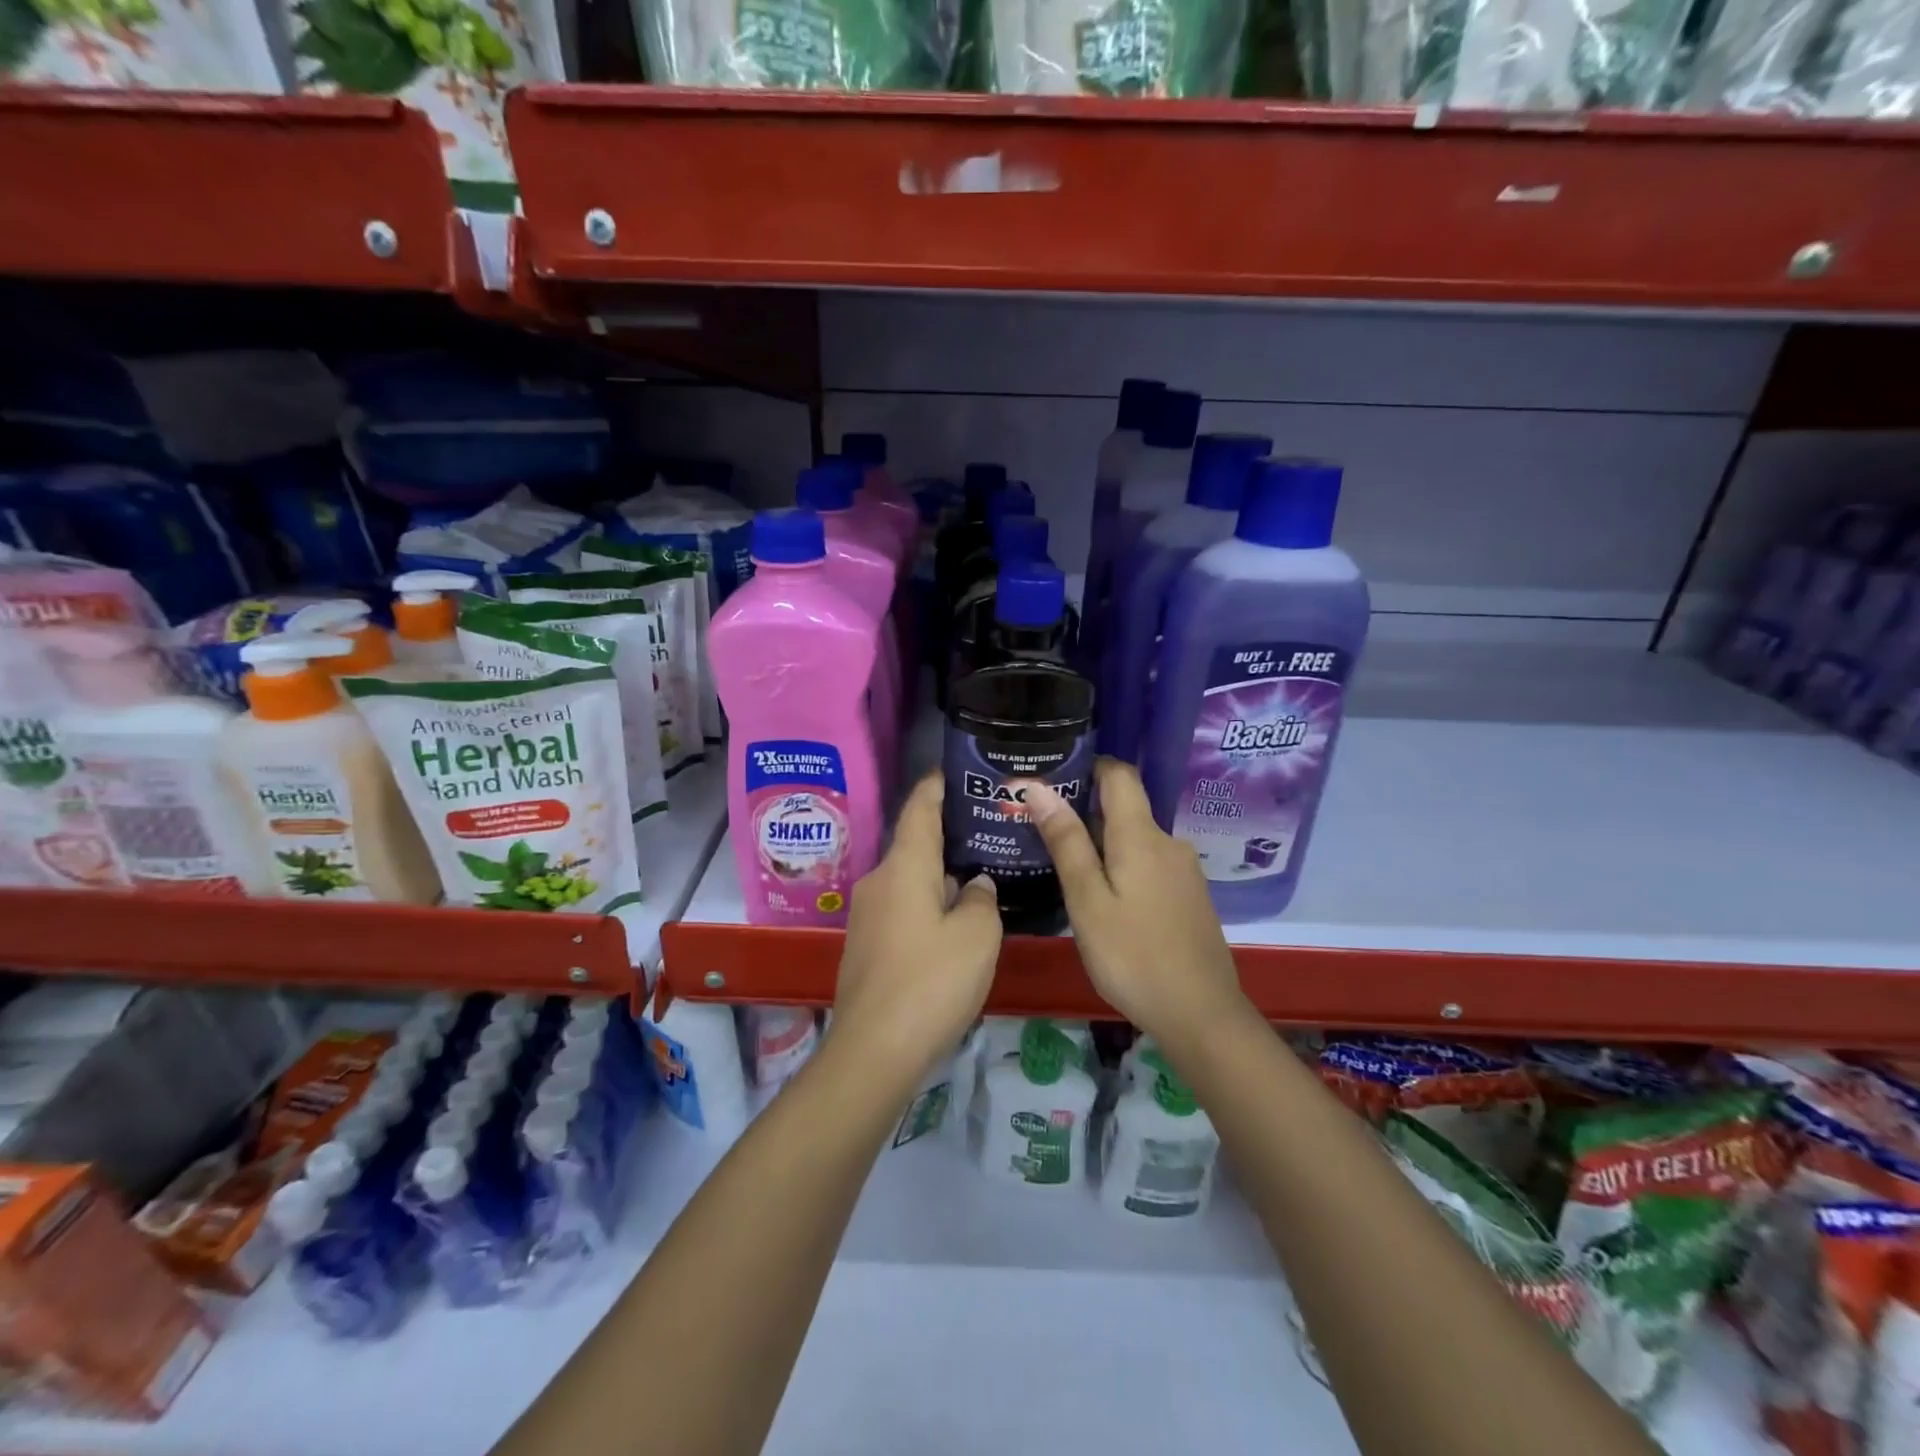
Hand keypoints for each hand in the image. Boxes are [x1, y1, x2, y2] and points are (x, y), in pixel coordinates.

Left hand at [832, 771, 1000, 1089]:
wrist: (874, 1051)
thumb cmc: (931, 982)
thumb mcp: (977, 936)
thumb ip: (982, 901)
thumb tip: (976, 886)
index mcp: (904, 867)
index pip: (919, 810)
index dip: (935, 787)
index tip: (951, 771)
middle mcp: (879, 882)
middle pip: (915, 847)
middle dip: (947, 838)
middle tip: (986, 832)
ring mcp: (868, 916)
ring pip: (910, 882)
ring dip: (939, 878)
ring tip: (978, 878)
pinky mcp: (866, 946)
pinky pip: (902, 910)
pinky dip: (927, 906)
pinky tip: (953, 924)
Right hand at [1019, 758, 1248, 1044]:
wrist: (1201, 1014)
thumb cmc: (1132, 956)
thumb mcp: (1087, 900)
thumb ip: (1066, 841)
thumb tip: (1039, 787)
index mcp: (1141, 835)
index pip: (1119, 773)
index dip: (1088, 766)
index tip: (1053, 779)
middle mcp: (1168, 841)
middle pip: (1126, 807)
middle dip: (1086, 812)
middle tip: (1043, 833)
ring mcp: (1184, 870)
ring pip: (1136, 839)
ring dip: (1104, 844)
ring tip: (1067, 869)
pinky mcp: (1191, 895)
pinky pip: (1150, 863)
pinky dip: (1124, 867)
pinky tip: (1105, 899)